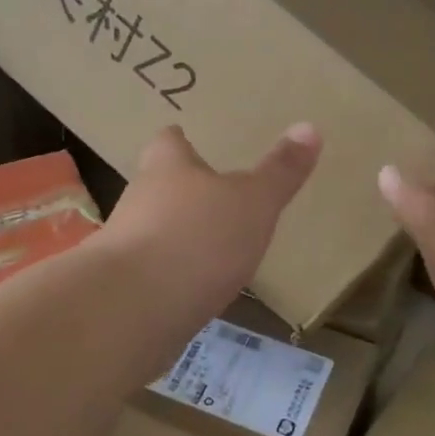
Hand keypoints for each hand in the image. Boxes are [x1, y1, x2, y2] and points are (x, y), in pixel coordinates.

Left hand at [103, 122, 322, 318]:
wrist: (131, 309)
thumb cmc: (197, 238)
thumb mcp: (254, 202)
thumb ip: (280, 172)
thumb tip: (310, 126)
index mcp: (167, 167)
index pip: (168, 141)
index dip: (180, 140)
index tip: (189, 138)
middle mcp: (139, 199)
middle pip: (158, 185)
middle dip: (183, 190)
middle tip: (214, 195)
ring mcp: (125, 246)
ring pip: (153, 230)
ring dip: (177, 235)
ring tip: (210, 245)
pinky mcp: (124, 289)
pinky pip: (152, 274)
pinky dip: (172, 277)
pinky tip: (195, 289)